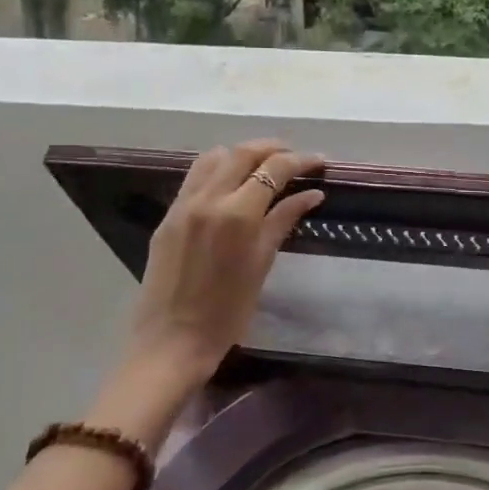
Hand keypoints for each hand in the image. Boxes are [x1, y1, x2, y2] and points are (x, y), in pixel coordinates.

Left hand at [123, 140, 324, 391]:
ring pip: (214, 157)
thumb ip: (283, 221)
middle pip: (243, 153)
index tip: (320, 162)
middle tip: (295, 158)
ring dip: (242, 154)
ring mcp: (183, 205)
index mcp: (237, 214)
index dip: (301, 160)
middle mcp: (208, 199)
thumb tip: (312, 194)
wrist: (171, 341)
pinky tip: (232, 184)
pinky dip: (218, 169)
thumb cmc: (227, 312)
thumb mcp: (261, 264)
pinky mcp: (168, 216)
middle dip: (273, 148)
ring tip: (263, 166)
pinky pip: (195, 176)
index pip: (274, 169)